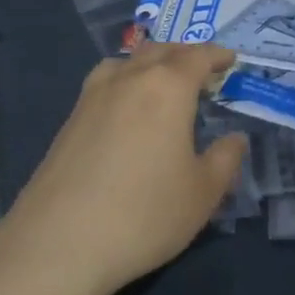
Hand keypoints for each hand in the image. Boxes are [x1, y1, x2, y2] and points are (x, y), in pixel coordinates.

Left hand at [2, 42, 246, 294]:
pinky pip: (106, 81)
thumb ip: (225, 160)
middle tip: (202, 71)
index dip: (217, 55)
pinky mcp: (70, 118)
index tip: (230, 60)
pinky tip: (126, 106)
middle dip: (185, 55)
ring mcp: (94, 95)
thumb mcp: (203, 194)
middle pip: (162, 50)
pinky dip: (125, 79)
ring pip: (129, 61)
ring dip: (152, 62)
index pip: (198, 56)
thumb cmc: (144, 214)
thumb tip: (235, 139)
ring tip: (163, 81)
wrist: (59, 243)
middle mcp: (130, 78)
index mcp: (168, 87)